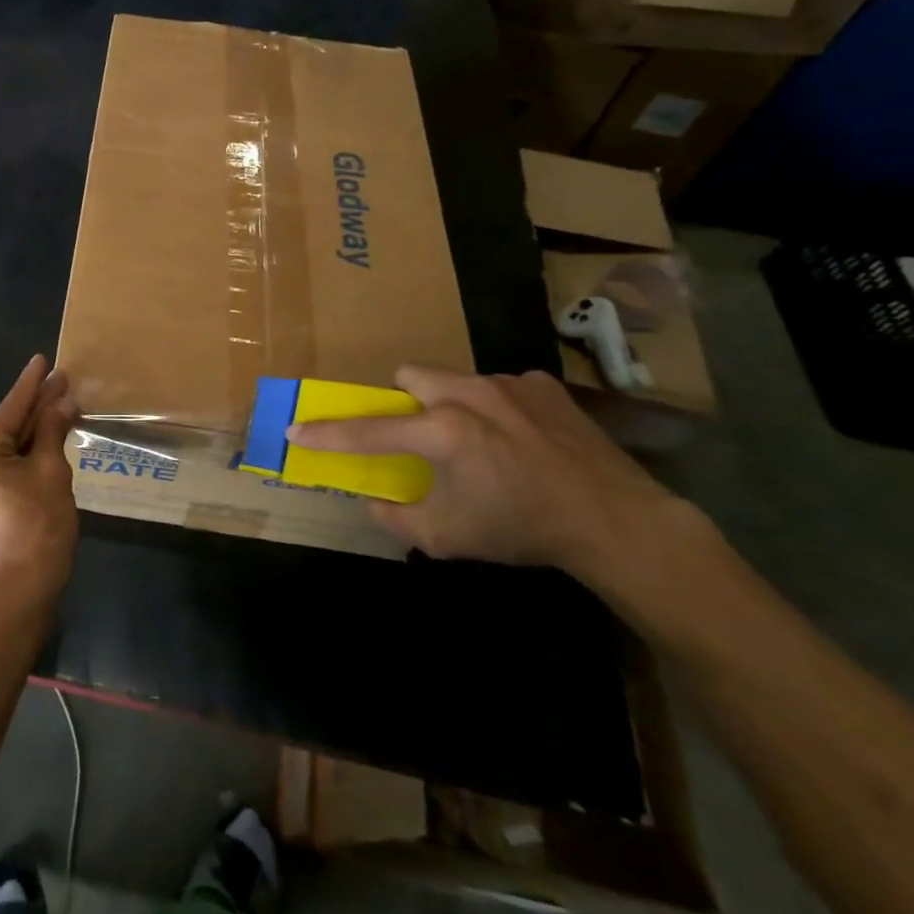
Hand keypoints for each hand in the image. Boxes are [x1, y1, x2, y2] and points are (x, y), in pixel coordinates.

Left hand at [0, 356, 80, 600]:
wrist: (18, 592)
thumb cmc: (38, 528)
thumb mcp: (50, 472)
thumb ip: (52, 430)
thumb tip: (63, 401)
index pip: (11, 408)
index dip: (32, 384)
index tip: (43, 360)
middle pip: (7, 427)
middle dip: (37, 408)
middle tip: (62, 384)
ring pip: (4, 449)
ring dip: (32, 433)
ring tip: (58, 408)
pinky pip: (0, 469)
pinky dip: (22, 456)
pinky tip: (43, 443)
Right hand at [289, 366, 706, 584]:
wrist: (617, 521)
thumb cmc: (523, 530)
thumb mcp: (449, 538)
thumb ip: (397, 517)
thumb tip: (372, 499)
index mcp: (443, 432)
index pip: (368, 430)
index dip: (327, 433)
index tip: (296, 430)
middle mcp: (469, 394)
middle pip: (410, 376)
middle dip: (403, 401)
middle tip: (418, 434)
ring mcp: (509, 384)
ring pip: (455, 379)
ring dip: (450, 404)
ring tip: (479, 441)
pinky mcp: (542, 385)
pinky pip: (499, 386)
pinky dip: (495, 408)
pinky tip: (520, 439)